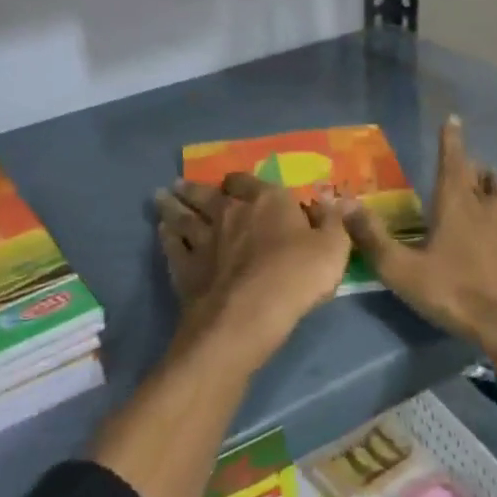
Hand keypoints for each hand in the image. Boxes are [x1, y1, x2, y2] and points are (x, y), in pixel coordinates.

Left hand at [154, 172, 352, 347]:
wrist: (249, 314)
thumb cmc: (297, 277)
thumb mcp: (333, 248)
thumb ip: (333, 222)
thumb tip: (335, 199)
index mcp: (266, 202)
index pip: (249, 182)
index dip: (241, 182)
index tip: (235, 183)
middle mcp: (230, 212)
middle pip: (207, 194)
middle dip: (194, 188)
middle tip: (179, 184)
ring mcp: (203, 239)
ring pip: (183, 216)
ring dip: (172, 206)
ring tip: (161, 197)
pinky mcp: (186, 267)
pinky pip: (173, 245)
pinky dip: (166, 236)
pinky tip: (162, 231)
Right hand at [341, 117, 496, 402]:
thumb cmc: (458, 296)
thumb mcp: (403, 273)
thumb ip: (372, 238)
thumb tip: (345, 203)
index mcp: (456, 203)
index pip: (452, 159)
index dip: (450, 139)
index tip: (452, 120)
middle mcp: (492, 202)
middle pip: (482, 175)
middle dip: (471, 172)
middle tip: (462, 181)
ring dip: (495, 193)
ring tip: (488, 202)